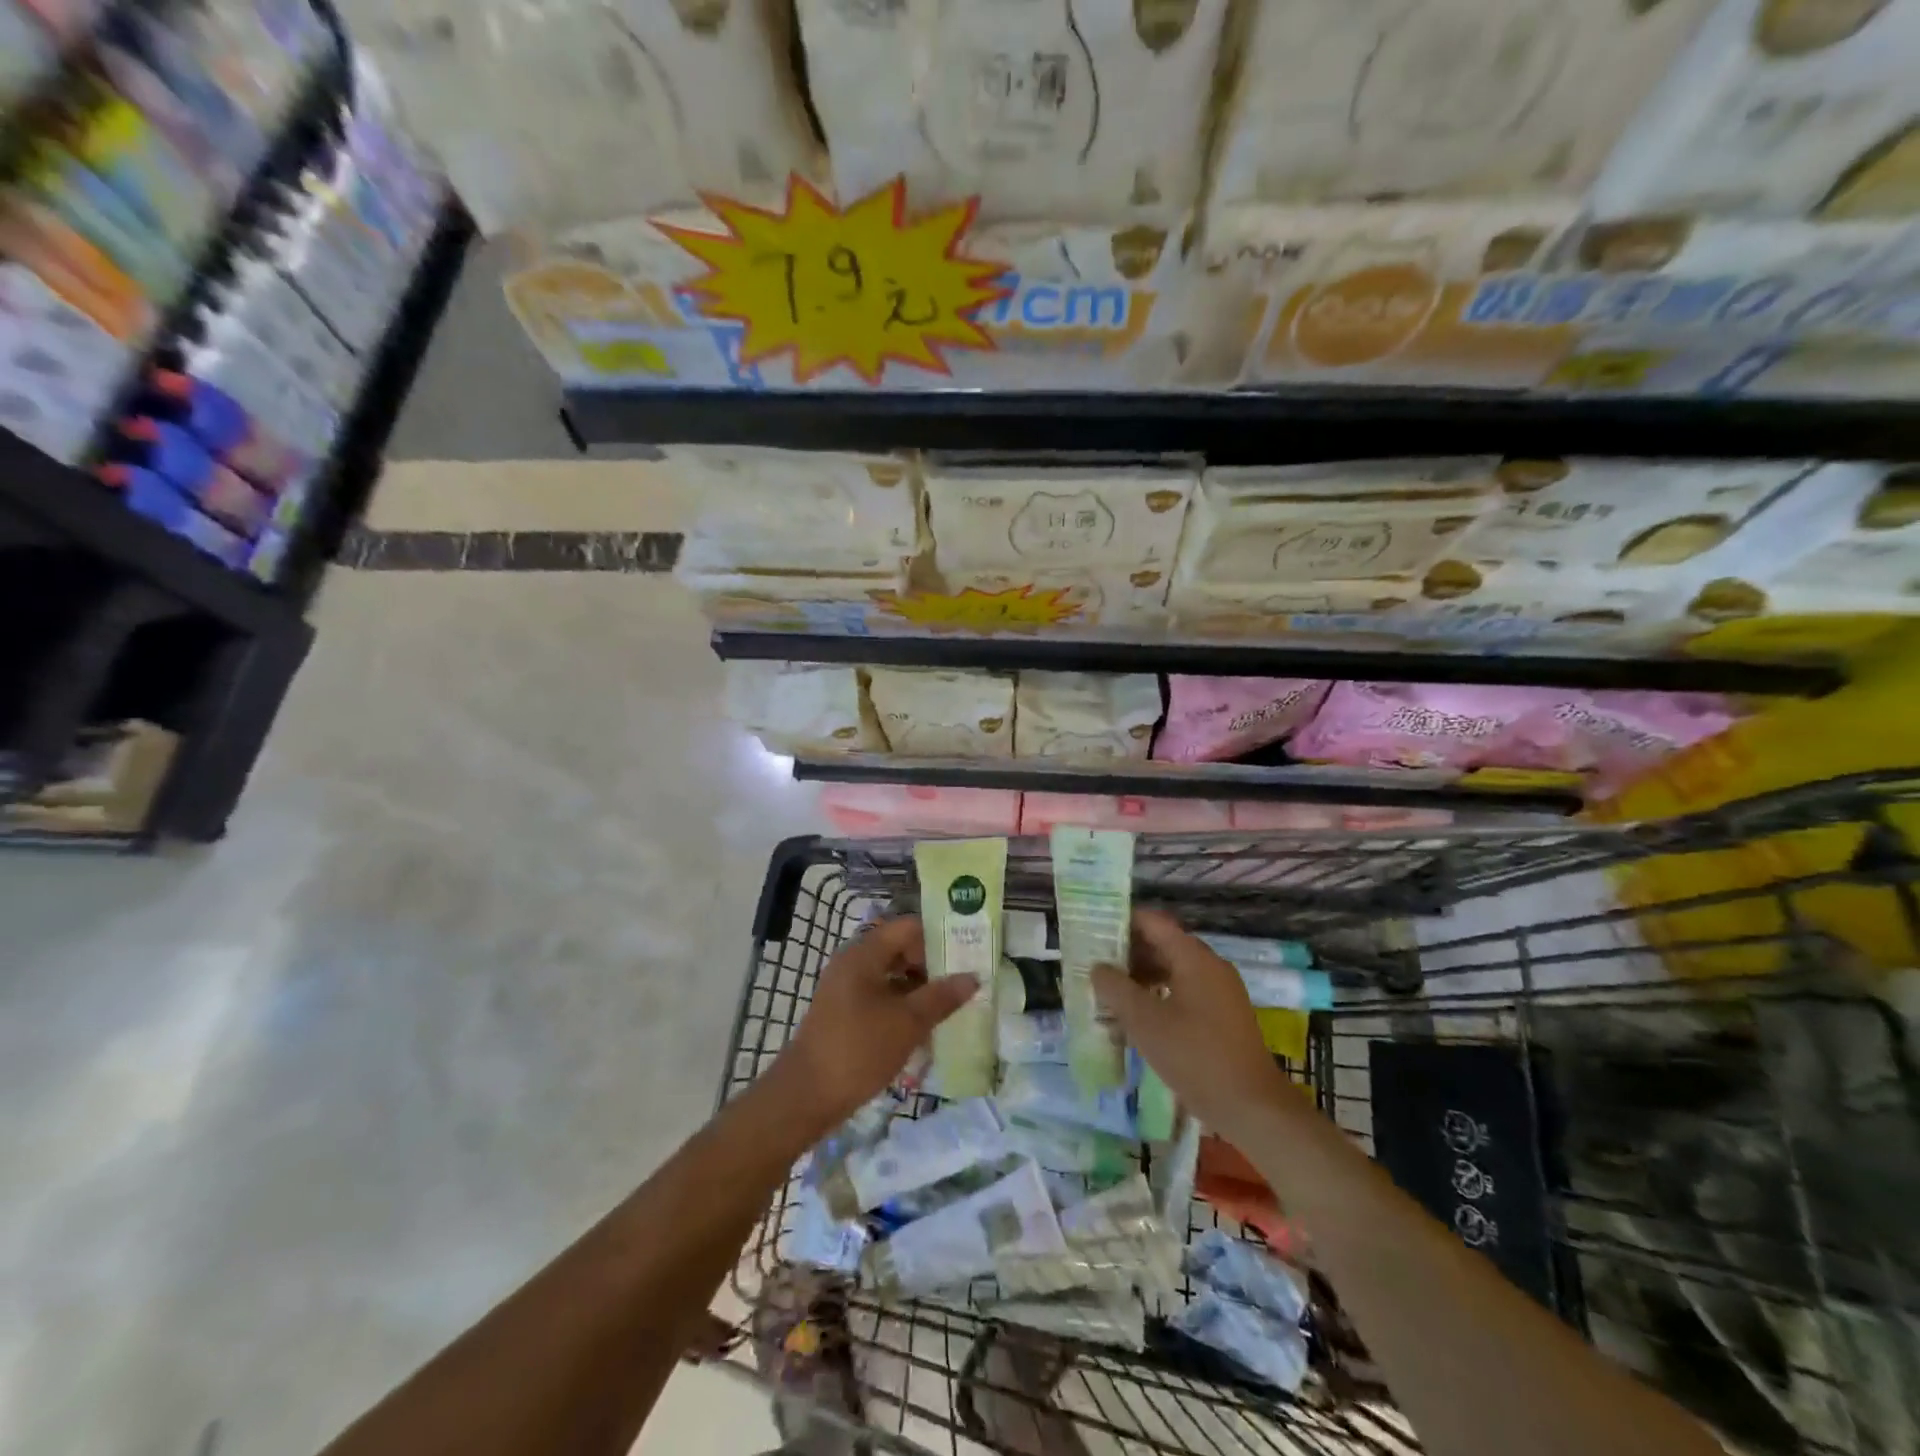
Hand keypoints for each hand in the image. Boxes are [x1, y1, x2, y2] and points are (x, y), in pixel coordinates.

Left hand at [776, 916, 978, 1128]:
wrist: (806, 1096)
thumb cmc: (859, 1049)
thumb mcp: (908, 1022)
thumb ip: (942, 997)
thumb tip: (973, 977)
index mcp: (865, 953)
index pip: (909, 927)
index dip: (939, 936)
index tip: (967, 952)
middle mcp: (853, 962)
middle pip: (901, 950)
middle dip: (933, 965)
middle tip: (966, 981)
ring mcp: (847, 988)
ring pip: (892, 976)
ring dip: (920, 988)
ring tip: (952, 1005)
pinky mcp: (845, 1012)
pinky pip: (881, 997)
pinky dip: (903, 1006)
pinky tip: (925, 1027)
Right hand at [1092, 908, 1290, 1140]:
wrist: (1252, 1107)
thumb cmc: (1195, 1056)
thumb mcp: (1144, 1021)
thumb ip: (1116, 988)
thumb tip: (1098, 968)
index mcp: (1194, 957)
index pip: (1153, 923)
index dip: (1122, 922)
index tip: (1094, 931)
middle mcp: (1210, 966)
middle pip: (1163, 945)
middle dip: (1128, 954)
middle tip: (1095, 966)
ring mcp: (1220, 992)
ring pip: (1173, 971)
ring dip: (1142, 978)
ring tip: (1110, 994)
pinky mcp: (1223, 1017)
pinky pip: (1184, 992)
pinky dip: (1159, 996)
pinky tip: (1138, 1019)